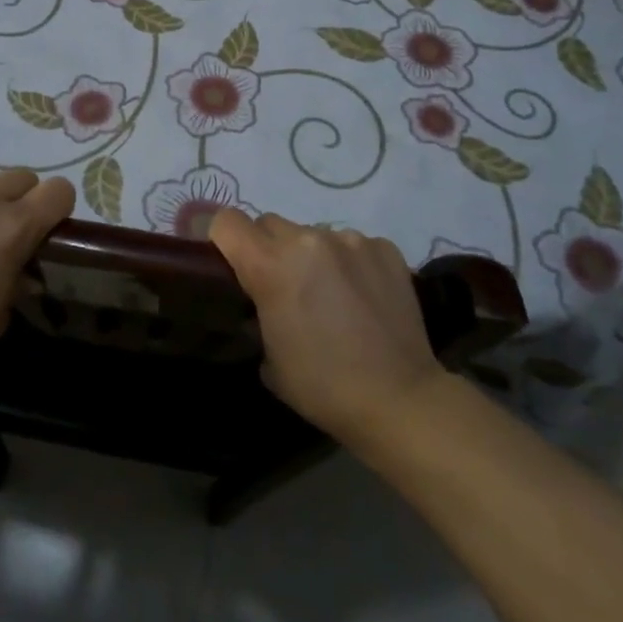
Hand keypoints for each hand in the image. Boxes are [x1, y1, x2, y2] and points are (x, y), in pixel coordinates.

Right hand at [209, 210, 443, 445]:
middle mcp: (308, 240)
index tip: (230, 261)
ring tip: (331, 295)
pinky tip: (363, 296)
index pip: (228, 222)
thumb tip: (263, 300)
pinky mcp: (385, 248)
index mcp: (270, 265)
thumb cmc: (322, 386)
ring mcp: (351, 240)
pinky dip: (350, 263)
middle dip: (267, 248)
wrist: (399, 399)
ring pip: (313, 234)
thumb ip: (257, 311)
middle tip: (283, 286)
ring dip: (312, 256)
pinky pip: (353, 244)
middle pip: (270, 223)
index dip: (223, 238)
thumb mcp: (268, 356)